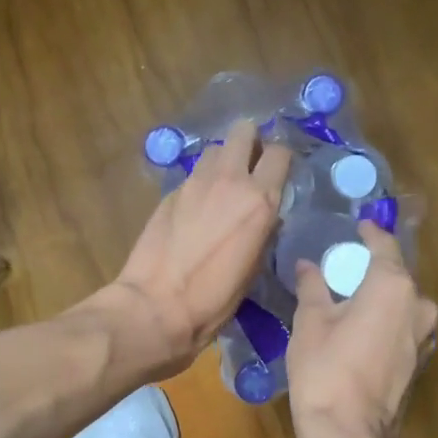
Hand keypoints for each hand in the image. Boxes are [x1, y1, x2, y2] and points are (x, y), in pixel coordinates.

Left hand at [103, 117, 290, 376]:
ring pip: (216, 149)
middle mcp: (229, 181)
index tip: (279, 171)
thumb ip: (263, 230)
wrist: (157, 306)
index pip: (279, 153)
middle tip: (251, 164)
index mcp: (259, 201)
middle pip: (244, 131)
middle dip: (250, 141)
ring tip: (223, 183)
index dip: (281, 159)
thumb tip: (264, 216)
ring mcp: (195, 183)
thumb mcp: (254, 268)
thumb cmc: (214, 299)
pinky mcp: (170, 192)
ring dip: (224, 159)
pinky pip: (194, 173)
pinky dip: (201, 180)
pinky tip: (198, 204)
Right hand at [286, 220, 437, 437]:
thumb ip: (313, 287)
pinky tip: (360, 326)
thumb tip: (308, 266)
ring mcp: (423, 336)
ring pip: (402, 303)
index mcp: (393, 286)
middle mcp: (418, 305)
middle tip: (344, 266)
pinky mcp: (418, 360)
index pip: (384, 246)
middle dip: (372, 268)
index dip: (370, 233)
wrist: (348, 431)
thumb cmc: (325, 368)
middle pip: (396, 275)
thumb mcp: (310, 321)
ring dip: (380, 296)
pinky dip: (384, 319)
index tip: (358, 226)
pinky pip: (402, 326)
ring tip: (349, 297)